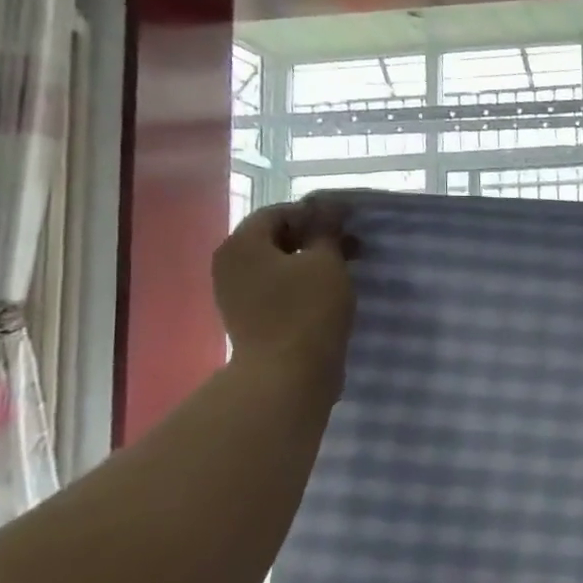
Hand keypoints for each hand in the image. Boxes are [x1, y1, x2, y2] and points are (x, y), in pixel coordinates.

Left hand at [213, 196, 357, 398]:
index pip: (278, 213)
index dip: (315, 214)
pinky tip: (328, 293)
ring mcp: (236, 294)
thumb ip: (326, 231)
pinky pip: (276, 289)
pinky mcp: (249, 318)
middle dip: (314, 238)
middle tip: (352, 246)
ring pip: (277, 265)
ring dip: (310, 263)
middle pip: (274, 238)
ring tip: (345, 270)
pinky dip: (301, 284)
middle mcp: (230, 264)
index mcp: (242, 244)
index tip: (348, 224)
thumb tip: (328, 207)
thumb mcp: (326, 262)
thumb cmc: (308, 310)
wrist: (287, 374)